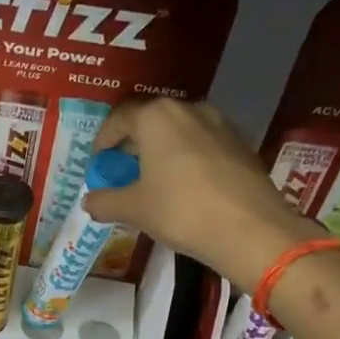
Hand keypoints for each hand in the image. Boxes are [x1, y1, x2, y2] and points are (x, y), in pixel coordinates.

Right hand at [83, 99, 319, 289]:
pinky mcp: (241, 144)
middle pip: (151, 121)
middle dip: (133, 145)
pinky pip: (202, 145)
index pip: (119, 119)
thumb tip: (89, 201)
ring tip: (152, 180)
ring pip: (179, 132)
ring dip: (161, 151)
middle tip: (122, 172)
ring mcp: (220, 124)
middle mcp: (189, 109)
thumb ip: (105, 201)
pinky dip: (187, 159)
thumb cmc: (181, 210)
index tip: (98, 162)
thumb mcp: (134, 209)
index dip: (104, 141)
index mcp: (157, 117)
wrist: (250, 229)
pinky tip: (184, 187)